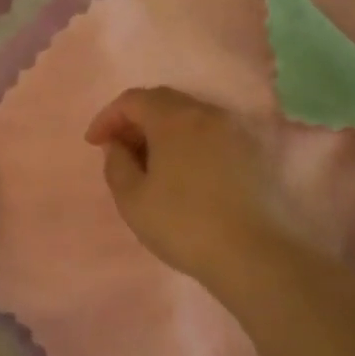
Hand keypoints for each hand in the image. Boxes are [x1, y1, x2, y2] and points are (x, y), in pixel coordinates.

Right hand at [84, 87, 306, 286]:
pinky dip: (193, 145)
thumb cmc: (184, 225)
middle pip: (166, 103)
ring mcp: (239, 131)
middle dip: (137, 121)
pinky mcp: (259, 153)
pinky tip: (189, 175)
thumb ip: (116, 164)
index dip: (109, 117)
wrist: (256, 255)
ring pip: (194, 119)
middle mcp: (210, 113)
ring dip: (167, 133)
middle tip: (122, 151)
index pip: (134, 100)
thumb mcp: (133, 200)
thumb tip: (118, 145)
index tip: (95, 143)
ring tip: (154, 165)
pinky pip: (216, 136)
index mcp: (175, 118)